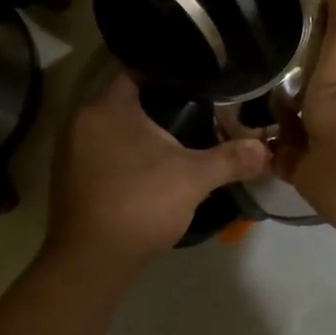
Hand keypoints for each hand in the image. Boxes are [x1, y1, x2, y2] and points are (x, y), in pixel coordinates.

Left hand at [46, 74, 268, 264]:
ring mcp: (71, 151)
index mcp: (107, 107)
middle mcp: (82, 121)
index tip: (198, 80)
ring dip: (142, 132)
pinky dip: (126, 154)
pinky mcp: (70, 178)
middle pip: (127, 100)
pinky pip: (103, 152)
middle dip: (160, 105)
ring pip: (114, 128)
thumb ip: (230, 158)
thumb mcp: (193, 178)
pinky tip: (152, 168)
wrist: (91, 263)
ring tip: (180, 137)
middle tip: (198, 109)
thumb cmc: (140, 204)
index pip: (138, 71)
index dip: (170, 73)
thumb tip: (265, 149)